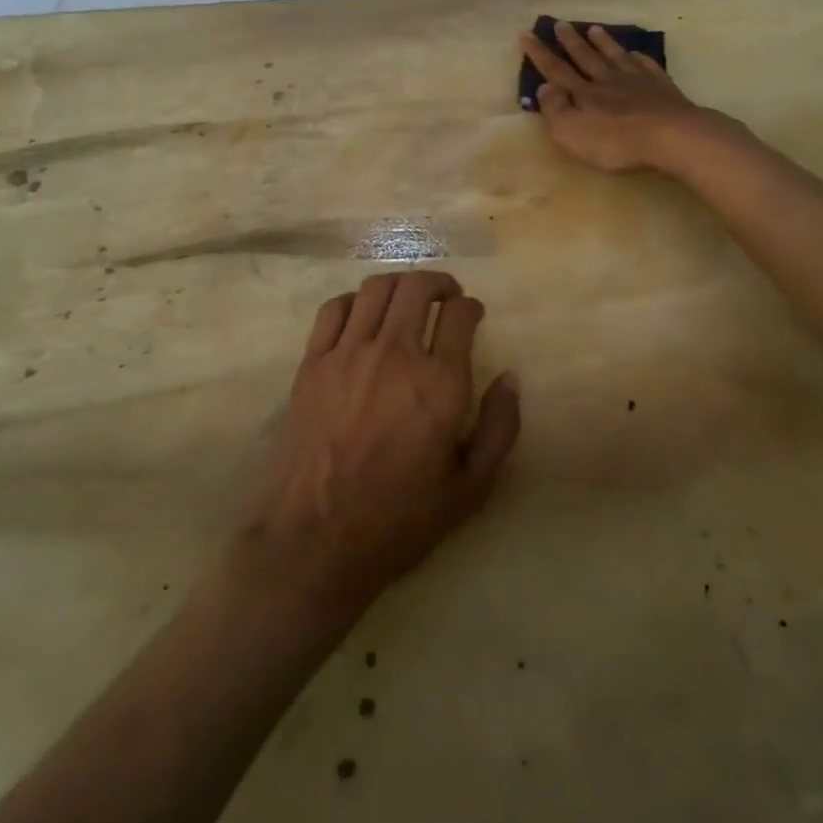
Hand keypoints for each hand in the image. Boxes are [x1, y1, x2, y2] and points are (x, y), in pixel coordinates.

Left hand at [235, 271, 520, 616]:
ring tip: (407, 298)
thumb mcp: (471, 488)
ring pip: (376, 289)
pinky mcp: (312, 363)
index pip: (459, 314)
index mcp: (439, 383)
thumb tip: (510, 378)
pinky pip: (334, 309)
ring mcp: (348, 354)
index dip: (470, 306)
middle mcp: (394, 355)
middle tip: (445, 295)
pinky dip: (354, 300)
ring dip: (399, 284)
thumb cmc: (400, 520)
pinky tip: (363, 315)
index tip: (472, 313)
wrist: (317, 540)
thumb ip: (499, 427)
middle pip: (417, 287)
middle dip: (438, 282)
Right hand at [520, 20, 745, 173]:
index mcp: (583, 93)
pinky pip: (646, 65)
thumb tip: (544, 86)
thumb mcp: (572, 132)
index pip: (556, 70)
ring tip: (594, 28)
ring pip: (615, 56)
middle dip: (570, 41)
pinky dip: (638, 57)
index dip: (540, 54)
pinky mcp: (661, 87)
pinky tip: (636, 53)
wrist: (671, 136)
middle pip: (585, 57)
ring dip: (603, 42)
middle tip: (560, 23)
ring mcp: (636, 81)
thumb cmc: (616, 141)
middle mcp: (606, 80)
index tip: (526, 35)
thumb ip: (555, 109)